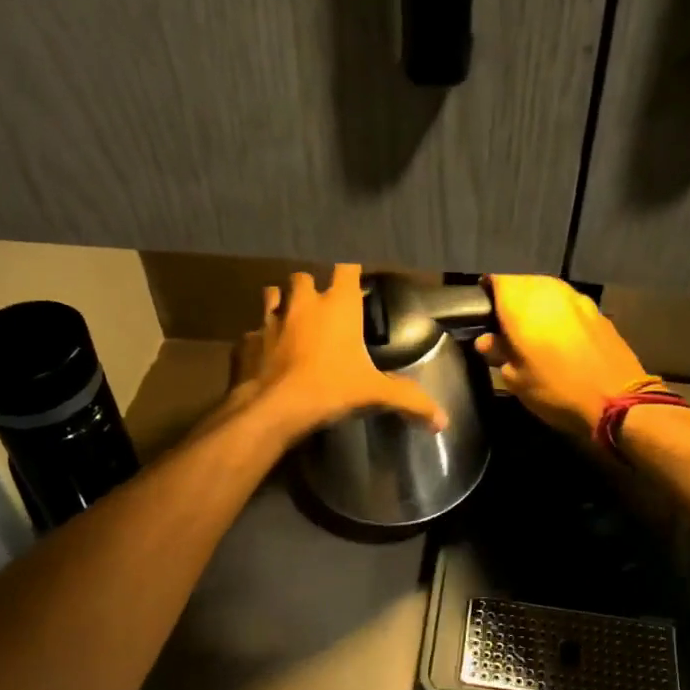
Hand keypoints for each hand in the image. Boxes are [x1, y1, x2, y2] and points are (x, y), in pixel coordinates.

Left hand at [233, 263, 447, 441]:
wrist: (275, 407)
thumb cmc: (331, 389)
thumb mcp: (375, 394)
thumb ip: (409, 401)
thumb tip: (442, 421)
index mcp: (337, 305)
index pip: (346, 267)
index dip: (350, 269)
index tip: (354, 277)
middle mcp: (303, 303)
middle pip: (303, 276)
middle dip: (310, 286)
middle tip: (320, 305)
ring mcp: (271, 319)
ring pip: (273, 295)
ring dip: (281, 302)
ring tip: (289, 318)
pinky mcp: (247, 340)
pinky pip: (252, 330)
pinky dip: (258, 337)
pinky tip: (264, 351)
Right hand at [477, 276, 649, 437]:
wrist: (617, 401)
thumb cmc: (556, 390)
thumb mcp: (516, 379)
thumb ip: (498, 353)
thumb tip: (486, 340)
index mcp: (521, 304)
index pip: (495, 279)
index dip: (486, 292)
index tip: (481, 312)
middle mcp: (548, 291)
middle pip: (522, 282)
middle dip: (511, 298)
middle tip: (504, 324)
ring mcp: (576, 298)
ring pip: (547, 290)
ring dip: (536, 304)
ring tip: (531, 330)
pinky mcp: (597, 311)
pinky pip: (567, 303)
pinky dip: (558, 313)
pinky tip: (558, 336)